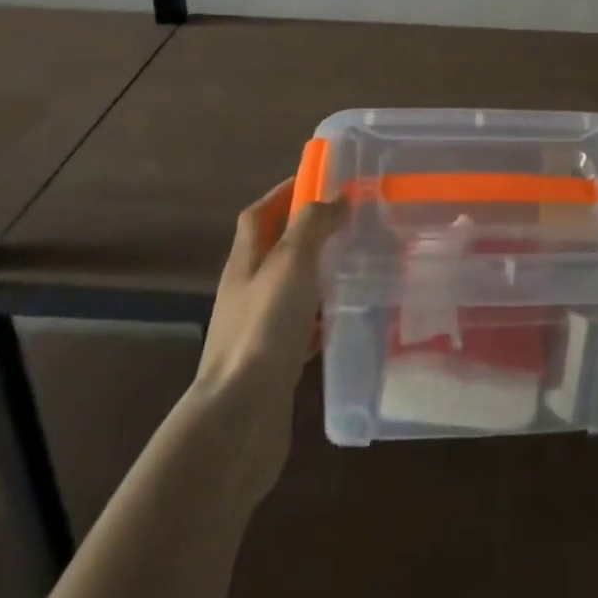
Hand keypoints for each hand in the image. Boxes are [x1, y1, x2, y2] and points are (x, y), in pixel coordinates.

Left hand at [185, 179, 343, 500]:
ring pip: (292, 288)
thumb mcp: (291, 262)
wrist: (240, 419)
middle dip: (308, 231)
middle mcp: (248, 291)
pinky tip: (349, 318)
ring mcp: (259, 329)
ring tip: (358, 263)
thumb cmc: (264, 328)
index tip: (320, 178)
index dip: (284, 192)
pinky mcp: (275, 363)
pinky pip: (303, 327)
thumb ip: (313, 224)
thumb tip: (336, 198)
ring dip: (319, 273)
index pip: (259, 214)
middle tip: (350, 220)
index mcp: (245, 262)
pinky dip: (324, 316)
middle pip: (276, 250)